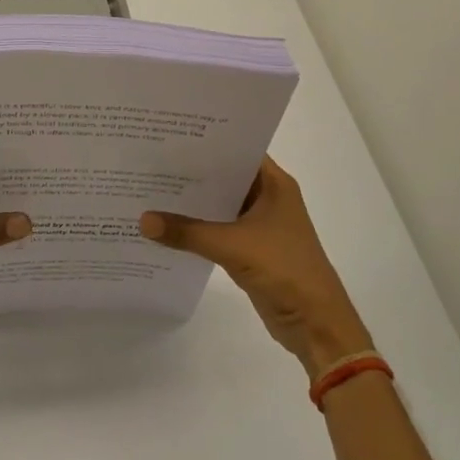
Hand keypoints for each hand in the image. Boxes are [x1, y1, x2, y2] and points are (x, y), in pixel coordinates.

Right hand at [141, 156, 372, 379]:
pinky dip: (198, 227)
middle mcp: (268, 197)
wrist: (316, 324)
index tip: (171, 135)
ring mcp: (260, 224)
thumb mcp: (232, 246)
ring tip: (152, 188)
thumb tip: (143, 221)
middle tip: (151, 160)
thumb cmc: (284, 269)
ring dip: (193, 202)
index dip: (207, 142)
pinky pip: (218, 229)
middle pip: (225, 176)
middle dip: (192, 172)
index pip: (237, 150)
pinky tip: (168, 225)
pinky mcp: (251, 249)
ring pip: (220, 204)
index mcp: (274, 184)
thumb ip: (187, 232)